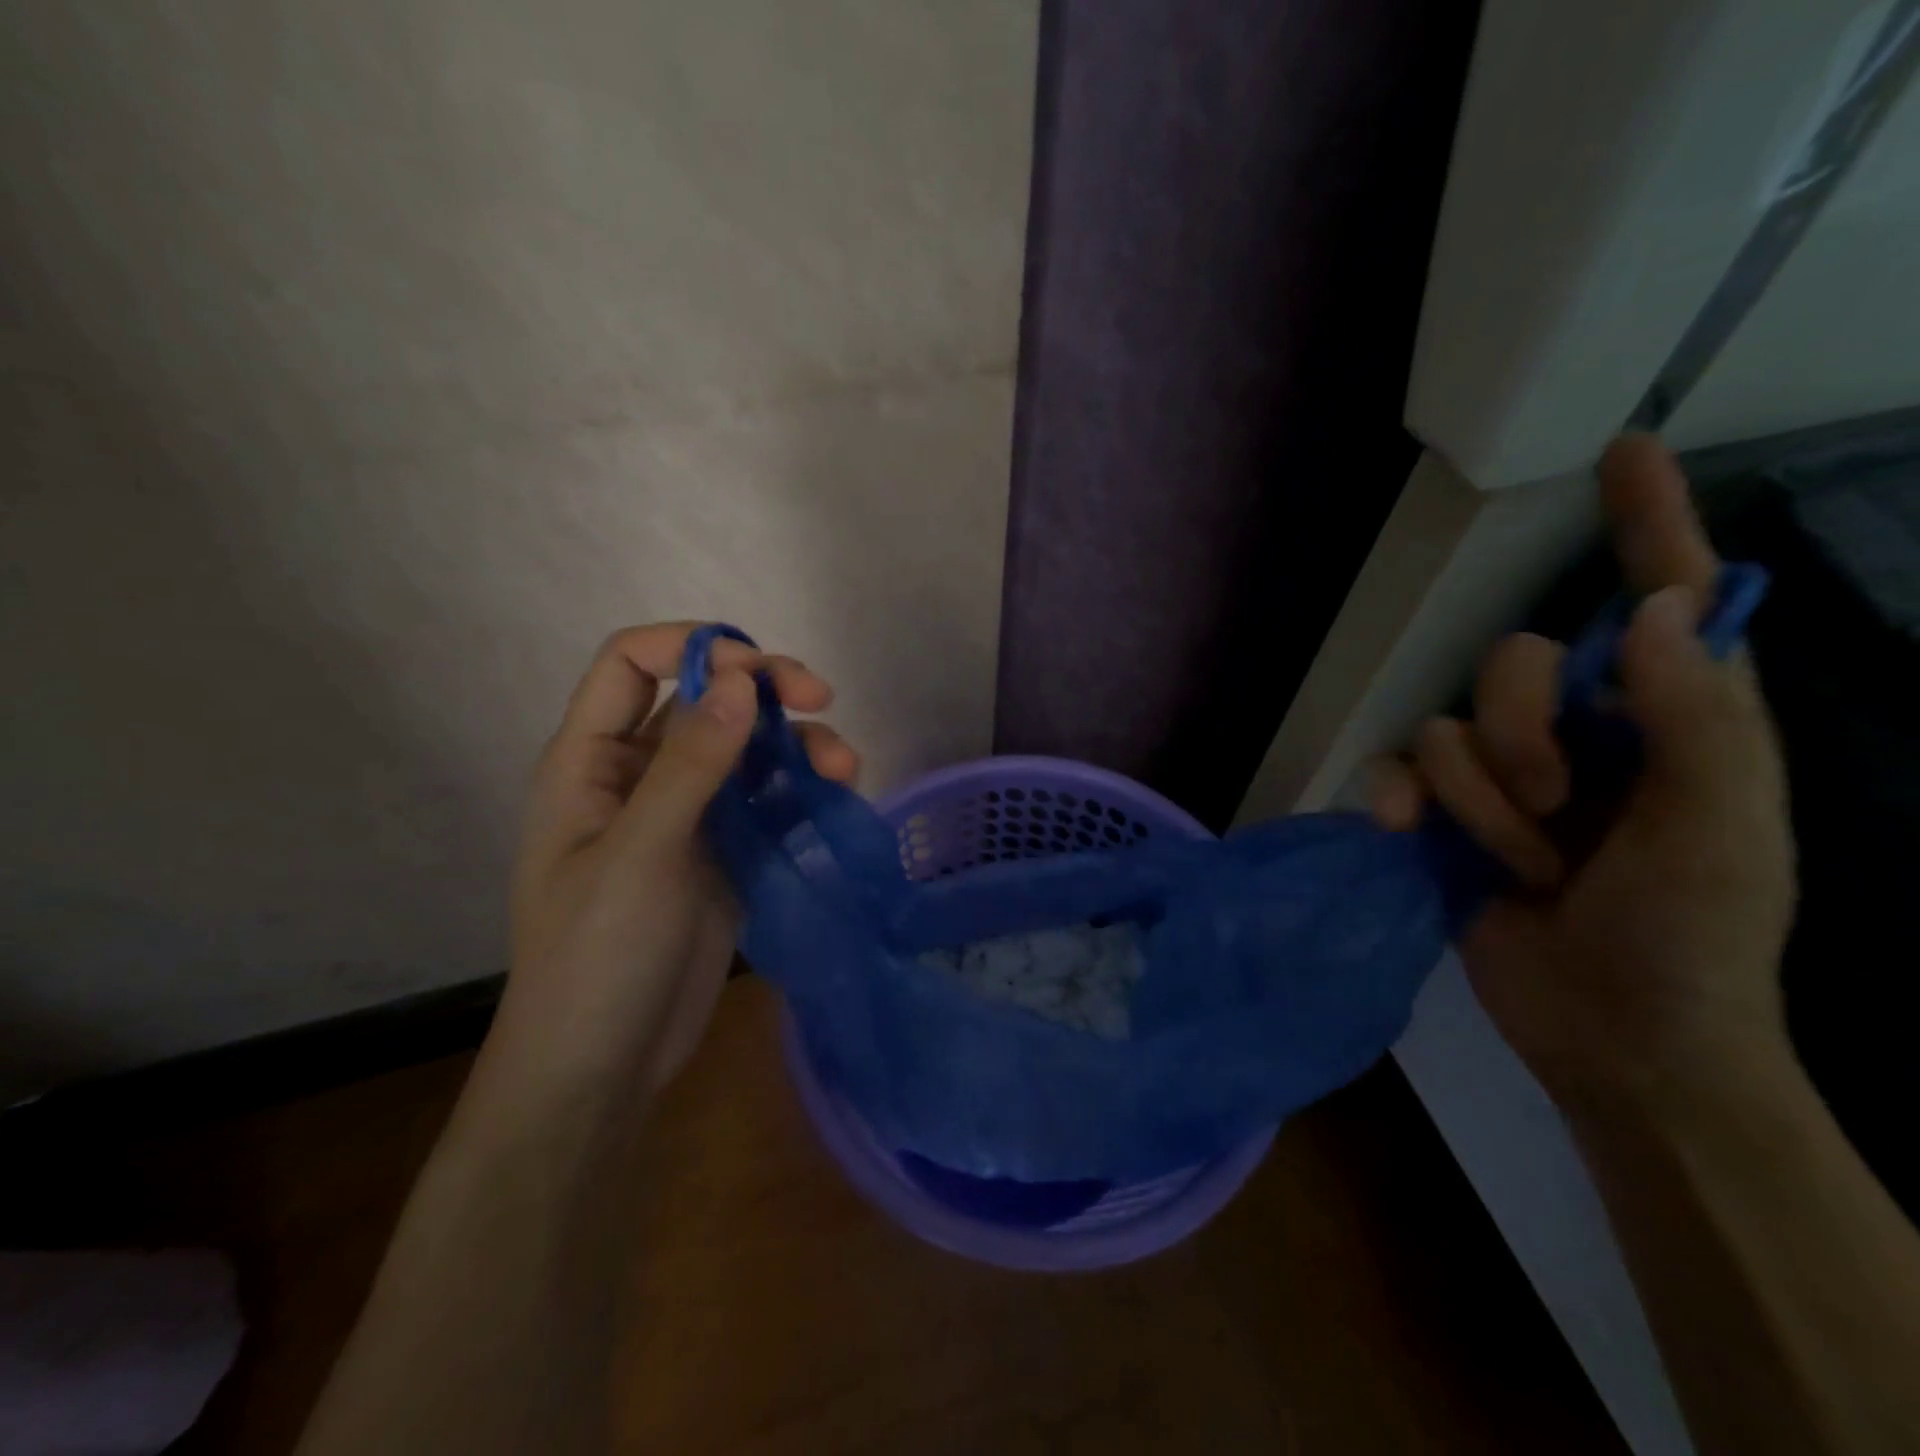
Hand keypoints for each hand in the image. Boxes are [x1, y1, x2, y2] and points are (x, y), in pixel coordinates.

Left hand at [486, 623, 858, 1098]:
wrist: (606, 1066)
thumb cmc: (598, 956)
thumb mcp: (641, 854)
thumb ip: (691, 764)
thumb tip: (742, 679)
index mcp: (591, 761)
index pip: (632, 664)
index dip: (692, 648)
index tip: (757, 669)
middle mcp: (639, 775)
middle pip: (704, 699)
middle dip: (762, 688)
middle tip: (819, 696)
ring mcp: (686, 814)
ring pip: (745, 748)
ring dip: (794, 742)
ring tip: (842, 764)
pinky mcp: (725, 850)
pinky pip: (766, 798)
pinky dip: (800, 786)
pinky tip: (836, 791)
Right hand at [1373, 437, 1797, 1104]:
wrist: (1614, 1035)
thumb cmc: (1695, 938)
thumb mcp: (1722, 835)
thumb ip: (1695, 720)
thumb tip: (1652, 609)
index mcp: (1671, 721)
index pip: (1663, 600)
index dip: (1648, 524)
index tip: (1625, 452)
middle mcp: (1584, 732)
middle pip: (1512, 664)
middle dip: (1521, 732)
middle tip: (1556, 803)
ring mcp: (1505, 775)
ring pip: (1448, 726)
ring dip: (1479, 799)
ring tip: (1520, 861)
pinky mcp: (1444, 813)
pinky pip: (1397, 771)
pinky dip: (1400, 798)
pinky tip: (1404, 831)